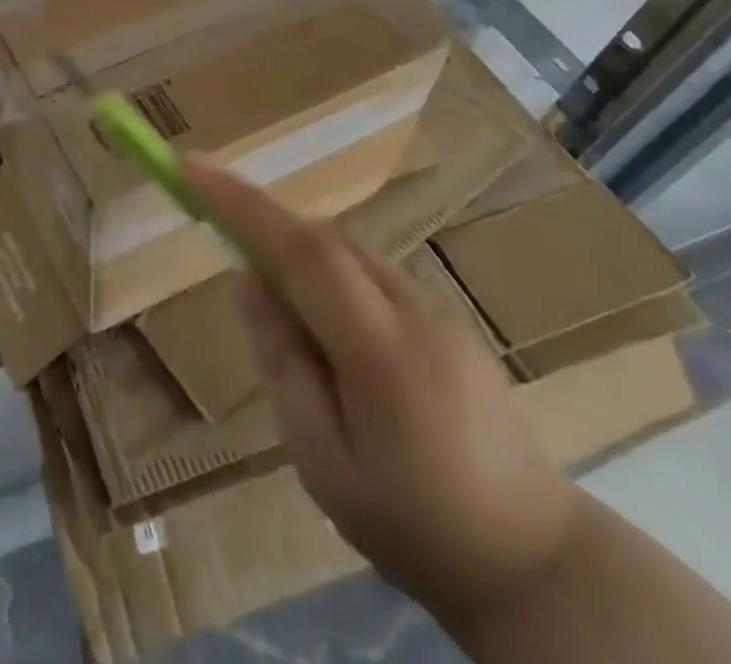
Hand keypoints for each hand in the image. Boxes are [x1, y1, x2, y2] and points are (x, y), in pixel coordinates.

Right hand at [184, 159, 583, 626]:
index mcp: (379, 347)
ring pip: (347, 253)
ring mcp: (438, 309)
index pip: (300, 248)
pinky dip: (330, 275)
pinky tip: (327, 332)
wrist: (540, 565)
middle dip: (263, 226)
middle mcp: (412, 308)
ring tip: (279, 314)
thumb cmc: (415, 525)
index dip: (240, 201)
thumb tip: (248, 281)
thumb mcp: (323, 461)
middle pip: (322, 239)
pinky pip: (370, 273)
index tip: (189, 165)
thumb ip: (282, 361)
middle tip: (217, 240)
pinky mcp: (448, 319)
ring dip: (297, 257)